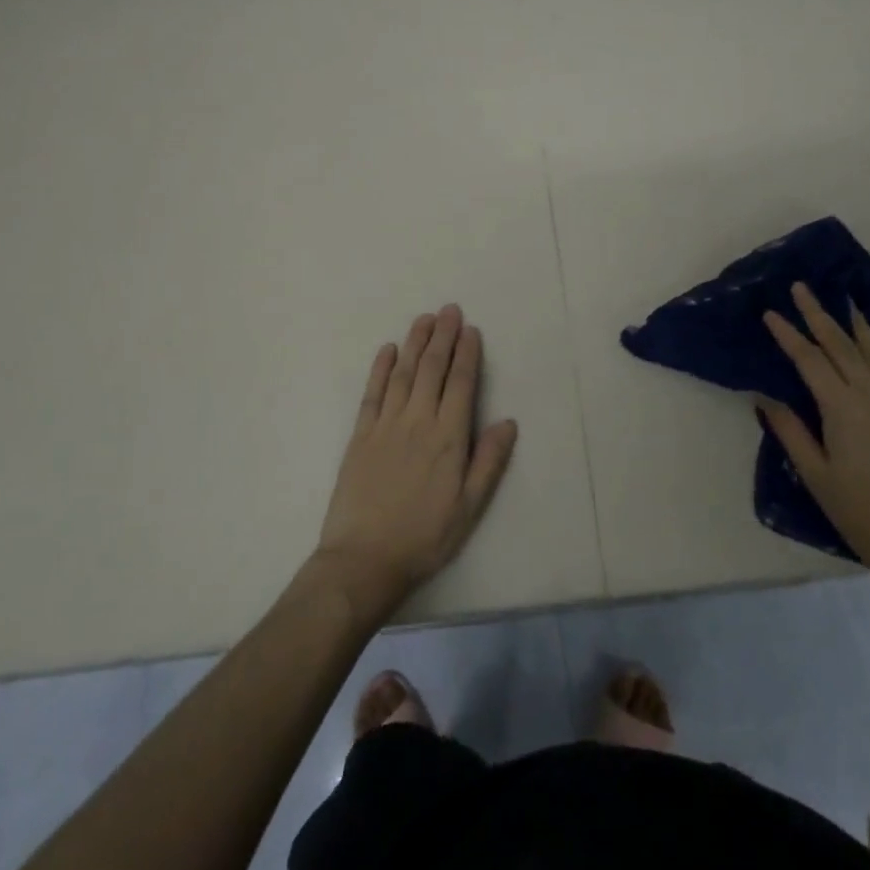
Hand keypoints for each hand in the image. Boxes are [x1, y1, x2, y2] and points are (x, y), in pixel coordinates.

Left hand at [315, 305, 518, 621]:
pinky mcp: (360, 435)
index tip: (471, 330)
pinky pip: (372, 393)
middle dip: (443, 337)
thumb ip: (488, 462)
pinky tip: (387, 350)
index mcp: (448, 438)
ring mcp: (386, 425)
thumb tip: (508, 422)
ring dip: (415, 343)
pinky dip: (380, 368)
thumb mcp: (469, 508)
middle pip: (432, 369)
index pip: (461, 384)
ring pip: (403, 373)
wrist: (364, 560)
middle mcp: (418, 421)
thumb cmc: (424, 537)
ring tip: (425, 319)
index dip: (467, 355)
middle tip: (450, 310)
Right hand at [758, 282, 869, 582]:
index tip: (770, 312)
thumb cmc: (861, 512)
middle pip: (840, 345)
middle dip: (817, 314)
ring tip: (842, 299)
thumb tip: (765, 396)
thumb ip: (790, 430)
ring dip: (855, 323)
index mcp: (841, 408)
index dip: (787, 334)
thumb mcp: (815, 474)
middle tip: (801, 288)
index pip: (808, 360)